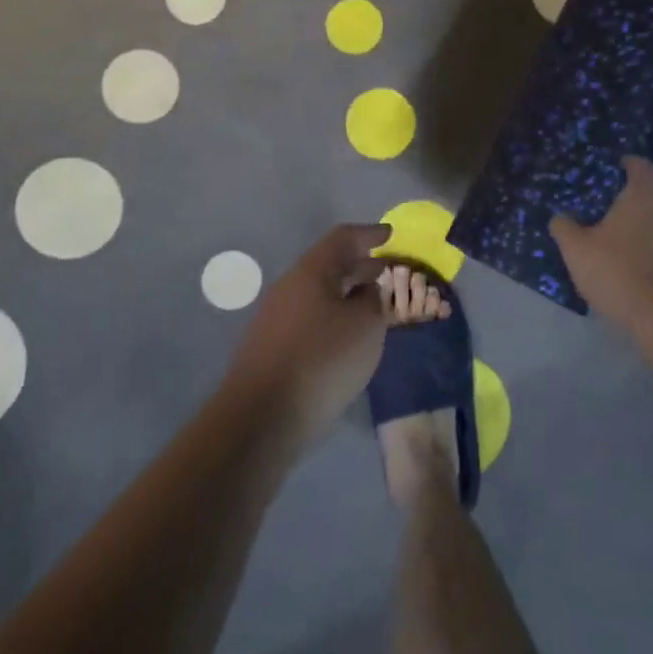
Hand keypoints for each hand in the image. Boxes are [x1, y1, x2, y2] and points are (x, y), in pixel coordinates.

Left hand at [224, 225, 389, 446]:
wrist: (260, 420)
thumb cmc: (322, 361)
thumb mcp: (364, 326)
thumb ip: (372, 300)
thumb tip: (364, 292)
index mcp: (310, 272)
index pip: (343, 238)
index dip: (369, 234)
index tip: (391, 235)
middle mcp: (289, 288)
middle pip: (329, 265)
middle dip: (360, 265)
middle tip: (388, 270)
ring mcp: (276, 319)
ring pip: (319, 294)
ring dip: (347, 294)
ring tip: (373, 305)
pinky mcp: (272, 349)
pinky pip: (310, 319)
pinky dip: (334, 318)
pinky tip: (348, 338)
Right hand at [550, 157, 652, 330]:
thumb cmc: (617, 271)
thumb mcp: (576, 249)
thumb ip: (565, 228)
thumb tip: (559, 217)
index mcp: (642, 199)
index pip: (643, 168)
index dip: (631, 164)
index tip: (619, 166)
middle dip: (640, 197)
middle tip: (617, 206)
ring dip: (651, 226)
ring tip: (629, 238)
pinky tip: (645, 264)